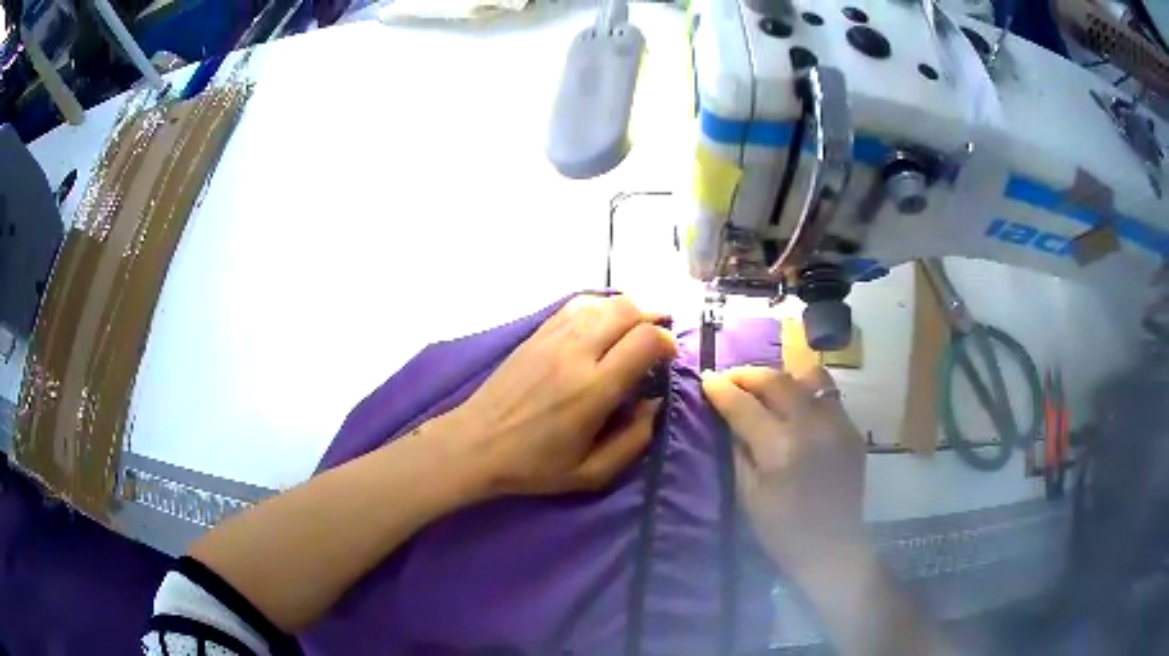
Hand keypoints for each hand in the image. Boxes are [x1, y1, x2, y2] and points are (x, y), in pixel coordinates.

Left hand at [448, 295, 675, 496]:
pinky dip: (599, 308)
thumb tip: (655, 404)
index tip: (668, 359)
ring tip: (632, 333)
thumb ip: (634, 441)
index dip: (668, 342)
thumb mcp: (592, 473)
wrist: (475, 444)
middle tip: (655, 341)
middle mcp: (576, 353)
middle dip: (653, 319)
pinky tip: (601, 327)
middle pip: (628, 309)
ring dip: (627, 311)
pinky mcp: (536, 333)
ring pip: (602, 301)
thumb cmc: (534, 465)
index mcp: (593, 389)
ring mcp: (552, 338)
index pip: (645, 340)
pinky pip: (576, 305)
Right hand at [701, 365, 867, 579]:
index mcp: (780, 448)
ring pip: (809, 377)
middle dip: (748, 375)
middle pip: (777, 380)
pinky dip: (805, 393)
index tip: (706, 378)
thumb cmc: (781, 530)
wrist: (832, 547)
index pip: (744, 405)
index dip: (721, 389)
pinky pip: (828, 395)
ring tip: (767, 389)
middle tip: (730, 378)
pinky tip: (794, 409)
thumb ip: (739, 449)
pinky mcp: (852, 429)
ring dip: (782, 378)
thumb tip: (729, 418)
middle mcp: (812, 425)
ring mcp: (837, 423)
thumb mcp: (747, 494)